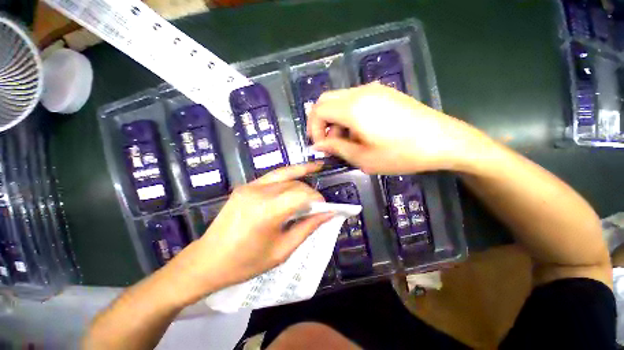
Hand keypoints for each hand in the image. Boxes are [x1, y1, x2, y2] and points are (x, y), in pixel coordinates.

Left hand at [166, 163, 332, 303]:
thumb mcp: (282, 250)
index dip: (317, 198)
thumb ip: (307, 228)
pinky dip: (287, 176)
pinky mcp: (245, 186)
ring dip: (301, 177)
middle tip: (317, 204)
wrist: (207, 260)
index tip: (325, 207)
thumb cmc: (246, 262)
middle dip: (310, 191)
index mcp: (267, 211)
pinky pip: (272, 177)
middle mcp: (259, 192)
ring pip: (284, 175)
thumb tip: (328, 214)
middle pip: (294, 183)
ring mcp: (249, 186)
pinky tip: (296, 176)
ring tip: (316, 170)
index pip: (302, 194)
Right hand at [307, 83, 491, 173]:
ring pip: (340, 100)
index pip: (318, 109)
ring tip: (346, 141)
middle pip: (326, 100)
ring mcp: (374, 90)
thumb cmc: (401, 154)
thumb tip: (318, 145)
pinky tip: (360, 132)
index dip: (313, 128)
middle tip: (328, 142)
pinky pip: (355, 100)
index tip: (319, 145)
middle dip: (321, 122)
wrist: (443, 141)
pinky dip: (347, 115)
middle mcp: (360, 92)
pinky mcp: (384, 93)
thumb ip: (336, 148)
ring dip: (335, 120)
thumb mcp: (363, 158)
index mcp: (353, 108)